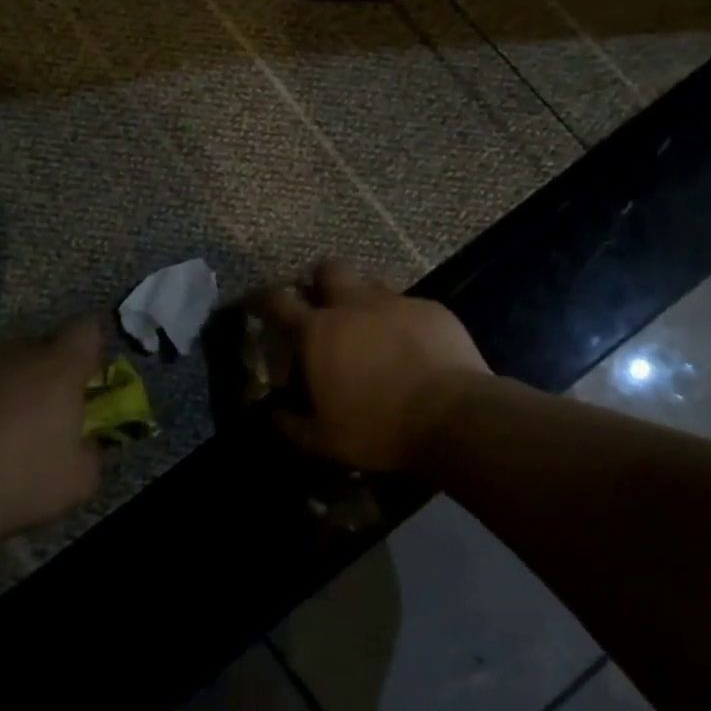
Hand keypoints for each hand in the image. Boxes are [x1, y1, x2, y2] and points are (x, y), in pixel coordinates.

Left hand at [0, 321, 104, 546]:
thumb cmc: (17, 485)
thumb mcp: (79, 481)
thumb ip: (92, 449)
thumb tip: (85, 439)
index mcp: (57, 367)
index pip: (87, 329)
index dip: (90, 352)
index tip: (85, 382)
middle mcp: (12, 352)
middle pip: (39, 347)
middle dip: (45, 373)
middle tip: (41, 414)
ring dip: (4, 386)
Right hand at [253, 262, 489, 472]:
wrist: (455, 417)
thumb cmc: (379, 429)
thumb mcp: (325, 440)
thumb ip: (292, 425)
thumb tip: (275, 414)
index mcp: (319, 332)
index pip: (277, 301)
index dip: (261, 299)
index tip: (255, 302)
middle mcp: (354, 305)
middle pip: (327, 270)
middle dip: (318, 282)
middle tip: (320, 306)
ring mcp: (396, 303)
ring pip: (369, 282)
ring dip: (360, 297)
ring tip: (367, 325)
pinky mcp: (432, 309)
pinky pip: (407, 304)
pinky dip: (399, 319)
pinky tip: (409, 344)